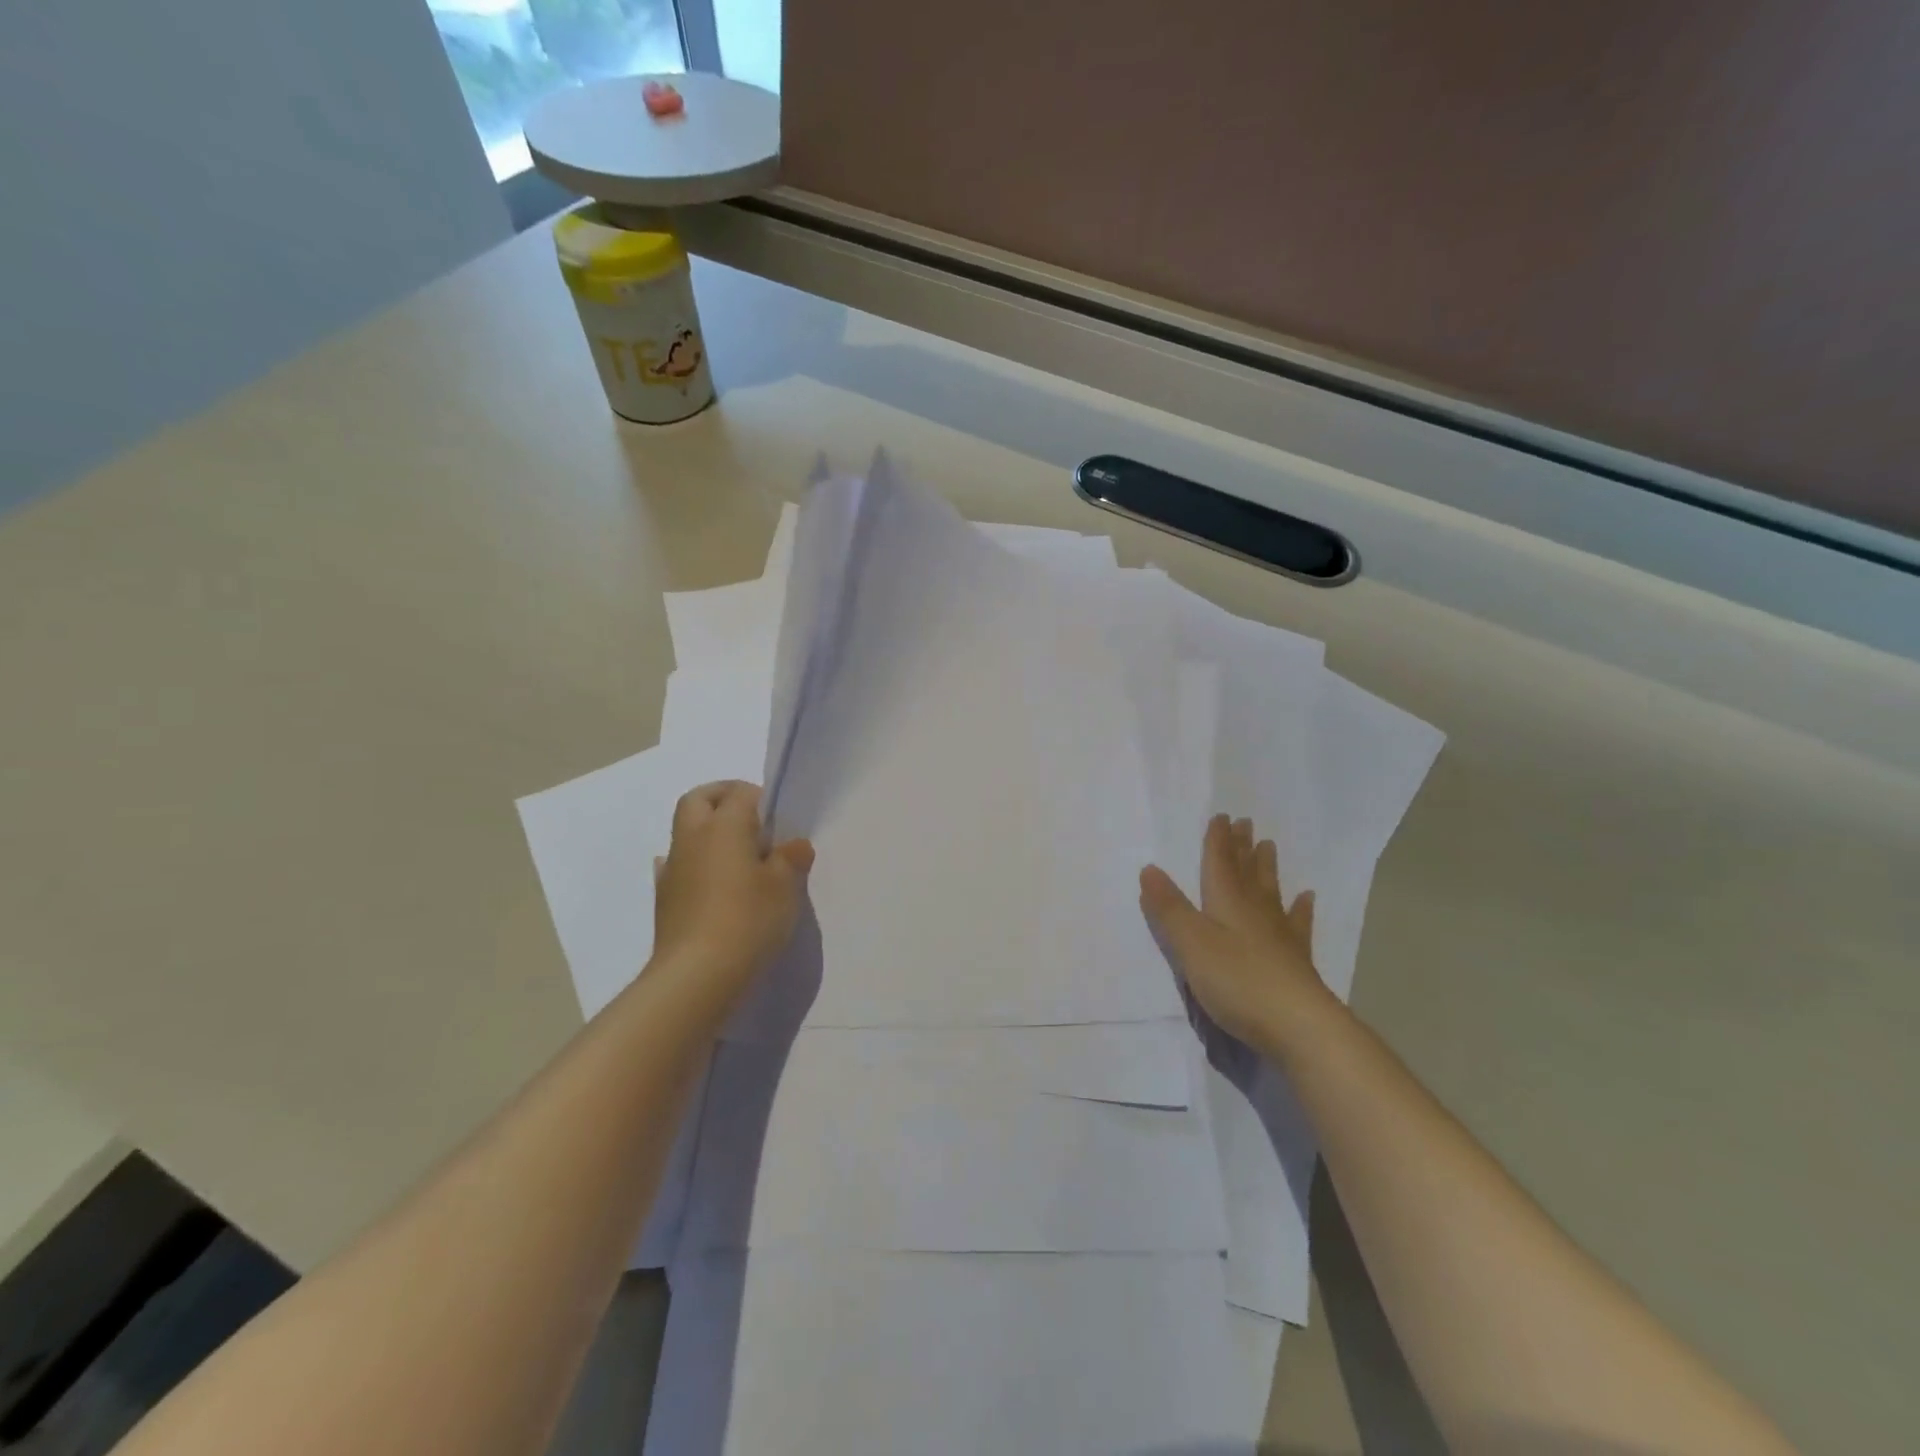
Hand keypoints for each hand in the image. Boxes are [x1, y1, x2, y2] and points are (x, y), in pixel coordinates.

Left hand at [651, 781, 813, 1010]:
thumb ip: (790, 859)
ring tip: (738, 859)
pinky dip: (695, 865)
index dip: (761, 799)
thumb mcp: (785, 887)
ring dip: (708, 833)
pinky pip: (678, 866)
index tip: (779, 822)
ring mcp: (673, 868)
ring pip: (686, 831)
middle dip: (722, 798)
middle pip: (699, 799)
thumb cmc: (748, 920)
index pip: (740, 793)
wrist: (696, 975)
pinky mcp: (664, 897)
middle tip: (751, 821)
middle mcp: (693, 837)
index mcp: (724, 825)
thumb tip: (794, 845)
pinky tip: (711, 884)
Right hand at [1139, 814, 1335, 1053]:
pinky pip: (1298, 925)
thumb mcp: (1191, 944)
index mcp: (1227, 903)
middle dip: (1242, 848)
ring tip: (1269, 846)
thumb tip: (1149, 868)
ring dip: (1266, 869)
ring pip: (1270, 892)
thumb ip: (1169, 908)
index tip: (1222, 816)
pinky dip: (1301, 909)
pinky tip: (1307, 898)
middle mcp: (1254, 912)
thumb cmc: (1237, 981)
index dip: (1218, 841)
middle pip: (1246, 872)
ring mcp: (1279, 936)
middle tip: (1247, 823)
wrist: (1299, 1026)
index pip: (1219, 864)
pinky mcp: (1296, 961)